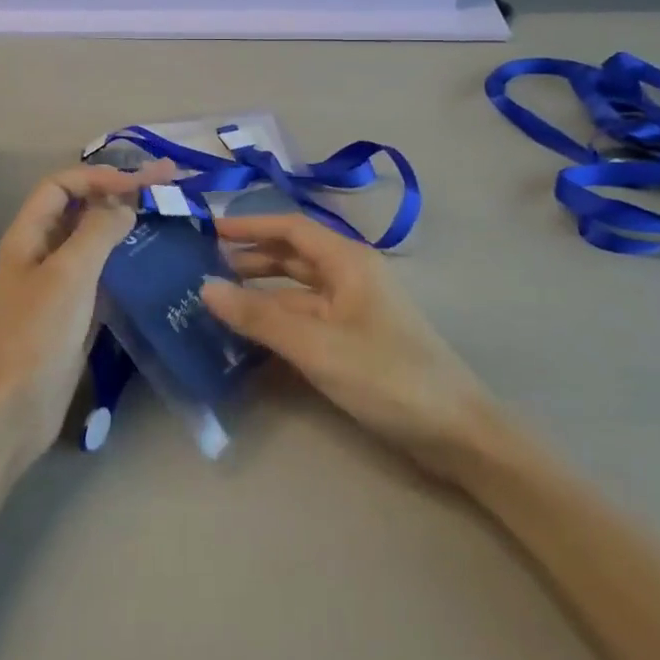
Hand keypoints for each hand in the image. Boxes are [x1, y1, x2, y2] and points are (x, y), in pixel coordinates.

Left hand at [0, 161, 174, 454]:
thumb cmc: (36, 335)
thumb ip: (97, 232)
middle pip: (80, 208)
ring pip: (93, 241)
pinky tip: (152, 260)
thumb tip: (125, 205)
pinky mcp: (73, 313)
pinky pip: (101, 274)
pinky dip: (124, 260)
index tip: (140, 183)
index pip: (62, 185)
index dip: (99, 176)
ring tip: (165, 214)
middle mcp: (40, 252)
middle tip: (167, 181)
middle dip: (119, 192)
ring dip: (124, 224)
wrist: (12, 410)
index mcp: (28, 235)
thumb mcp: (68, 275)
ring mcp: (57, 284)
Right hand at [203, 215, 489, 466]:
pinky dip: (277, 322)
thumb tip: (205, 287)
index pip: (291, 228)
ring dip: (260, 292)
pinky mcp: (353, 340)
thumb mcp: (316, 346)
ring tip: (216, 299)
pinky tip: (248, 335)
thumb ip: (259, 317)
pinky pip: (305, 319)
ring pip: (296, 290)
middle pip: (292, 256)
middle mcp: (350, 276)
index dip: (250, 226)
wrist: (457, 433)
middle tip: (203, 266)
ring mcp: (353, 310)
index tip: (209, 230)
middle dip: (250, 258)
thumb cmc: (387, 376)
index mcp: (347, 262)